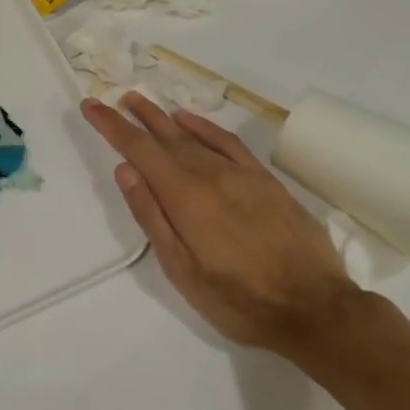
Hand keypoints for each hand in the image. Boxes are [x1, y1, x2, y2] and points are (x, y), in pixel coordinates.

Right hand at [82, 93, 355, 353]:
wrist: (317, 311)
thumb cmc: (240, 300)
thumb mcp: (183, 271)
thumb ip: (152, 217)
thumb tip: (126, 170)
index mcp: (185, 197)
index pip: (139, 150)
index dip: (112, 126)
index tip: (91, 106)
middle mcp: (210, 175)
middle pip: (165, 137)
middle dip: (135, 117)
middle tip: (113, 99)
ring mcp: (241, 175)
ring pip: (193, 136)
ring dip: (164, 118)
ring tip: (141, 102)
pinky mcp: (266, 181)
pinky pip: (229, 142)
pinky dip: (205, 127)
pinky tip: (190, 119)